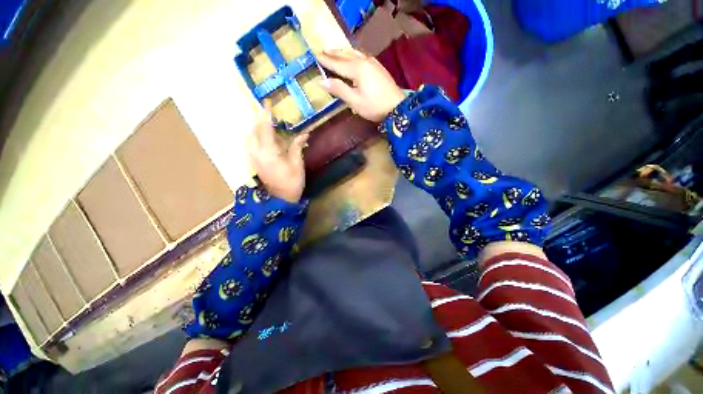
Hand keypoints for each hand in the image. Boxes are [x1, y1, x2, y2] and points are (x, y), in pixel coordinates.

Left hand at [246, 100, 309, 202]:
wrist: (281, 199)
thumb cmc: (292, 182)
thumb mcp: (297, 164)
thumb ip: (297, 146)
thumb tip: (304, 134)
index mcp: (269, 152)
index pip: (265, 128)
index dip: (266, 114)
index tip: (266, 102)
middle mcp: (256, 153)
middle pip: (254, 131)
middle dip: (261, 121)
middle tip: (271, 116)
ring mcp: (253, 158)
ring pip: (250, 138)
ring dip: (258, 130)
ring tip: (269, 128)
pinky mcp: (254, 163)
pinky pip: (251, 145)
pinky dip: (256, 138)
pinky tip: (267, 140)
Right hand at [318, 49, 405, 122]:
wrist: (397, 107)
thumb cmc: (374, 106)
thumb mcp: (355, 101)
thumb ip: (339, 89)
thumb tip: (322, 81)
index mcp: (356, 69)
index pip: (337, 63)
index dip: (326, 60)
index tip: (315, 56)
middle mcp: (364, 61)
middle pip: (345, 55)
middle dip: (333, 53)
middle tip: (322, 51)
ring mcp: (373, 63)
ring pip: (354, 53)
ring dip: (343, 52)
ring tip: (335, 51)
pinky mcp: (378, 67)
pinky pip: (362, 56)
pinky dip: (353, 55)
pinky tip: (353, 57)